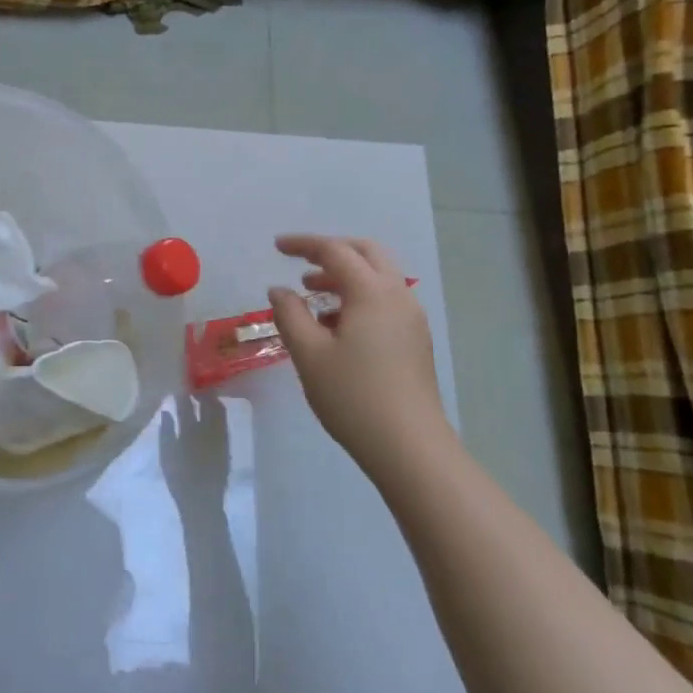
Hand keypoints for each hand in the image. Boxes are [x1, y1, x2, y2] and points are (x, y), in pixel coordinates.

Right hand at [160, 393, 229, 513]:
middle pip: (208, 403)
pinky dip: (218, 413)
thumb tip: (167, 411)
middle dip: (202, 392)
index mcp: (189, 431)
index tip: (180, 384)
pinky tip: (213, 414)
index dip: (184, 392)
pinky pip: (224, 422)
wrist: (203, 502)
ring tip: (204, 397)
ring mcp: (220, 437)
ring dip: (212, 400)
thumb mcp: (166, 455)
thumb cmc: (179, 479)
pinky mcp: (227, 445)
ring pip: (219, 411)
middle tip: (194, 388)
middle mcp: (207, 430)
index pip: (186, 404)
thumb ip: (166, 431)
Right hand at [269, 235, 449, 477]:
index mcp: (372, 292)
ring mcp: (412, 318)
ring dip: (346, 275)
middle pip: (366, 253)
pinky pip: (386, 300)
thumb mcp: (309, 354)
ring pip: (379, 277)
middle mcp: (398, 295)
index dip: (304, 244)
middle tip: (300, 261)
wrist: (410, 448)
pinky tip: (336, 325)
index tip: (276, 246)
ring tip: (312, 293)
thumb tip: (280, 290)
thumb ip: (290, 314)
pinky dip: (359, 296)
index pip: (335, 251)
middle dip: (332, 250)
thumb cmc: (353, 396)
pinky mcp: (415, 340)